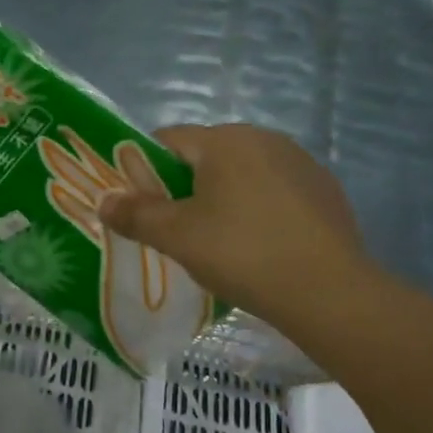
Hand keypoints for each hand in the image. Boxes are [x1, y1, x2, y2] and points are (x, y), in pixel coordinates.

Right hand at [96, 124, 372, 335]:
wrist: (329, 293)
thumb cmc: (242, 254)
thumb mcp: (177, 237)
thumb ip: (135, 214)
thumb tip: (103, 201)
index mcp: (225, 140)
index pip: (167, 140)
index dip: (142, 169)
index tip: (138, 205)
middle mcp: (264, 139)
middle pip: (204, 157)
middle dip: (183, 187)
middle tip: (173, 229)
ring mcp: (300, 163)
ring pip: (240, 175)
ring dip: (220, 199)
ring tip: (216, 243)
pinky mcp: (324, 191)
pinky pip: (273, 192)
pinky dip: (256, 210)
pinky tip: (257, 247)